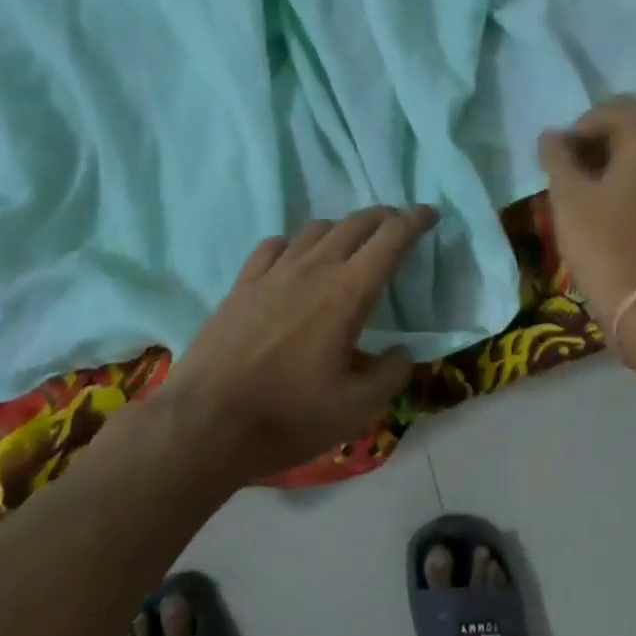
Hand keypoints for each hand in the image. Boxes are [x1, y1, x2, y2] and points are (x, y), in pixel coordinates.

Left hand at [157, 206, 433, 483]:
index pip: (390, 240)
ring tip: (350, 242)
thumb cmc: (287, 417)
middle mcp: (313, 269)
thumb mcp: (354, 411)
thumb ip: (389, 377)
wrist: (206, 423)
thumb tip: (403, 353)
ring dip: (342, 228)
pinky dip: (296, 243)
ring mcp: (274, 272)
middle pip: (355, 224)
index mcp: (347, 294)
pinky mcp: (243, 283)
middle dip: (383, 217)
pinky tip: (294, 258)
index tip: (429, 212)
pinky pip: (275, 246)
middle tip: (398, 223)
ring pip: (316, 230)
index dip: (414, 221)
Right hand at [539, 97, 635, 328]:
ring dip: (615, 166)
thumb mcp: (568, 196)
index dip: (581, 125)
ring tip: (586, 195)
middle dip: (598, 144)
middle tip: (569, 173)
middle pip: (633, 131)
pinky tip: (611, 215)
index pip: (614, 109)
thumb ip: (557, 156)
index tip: (560, 156)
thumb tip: (552, 135)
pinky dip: (634, 187)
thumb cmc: (604, 243)